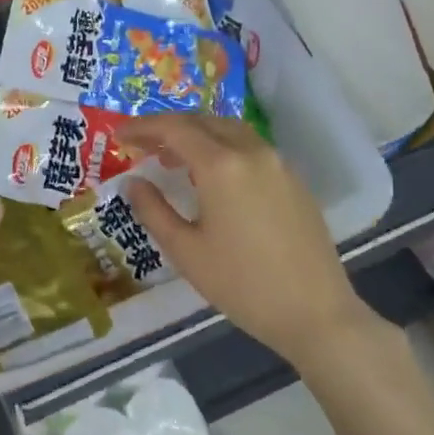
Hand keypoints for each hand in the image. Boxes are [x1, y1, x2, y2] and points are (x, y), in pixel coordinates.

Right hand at [118, 115, 375, 364]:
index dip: (142, 127)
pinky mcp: (295, 180)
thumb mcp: (185, 251)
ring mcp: (278, 164)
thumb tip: (133, 182)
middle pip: (203, 121)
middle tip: (142, 145)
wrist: (315, 312)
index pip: (174, 129)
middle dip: (168, 127)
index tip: (118, 136)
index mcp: (221, 166)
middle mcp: (252, 152)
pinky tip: (212, 177)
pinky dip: (223, 148)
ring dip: (197, 135)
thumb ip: (153, 210)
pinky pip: (251, 148)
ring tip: (173, 159)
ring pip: (230, 131)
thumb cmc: (241, 284)